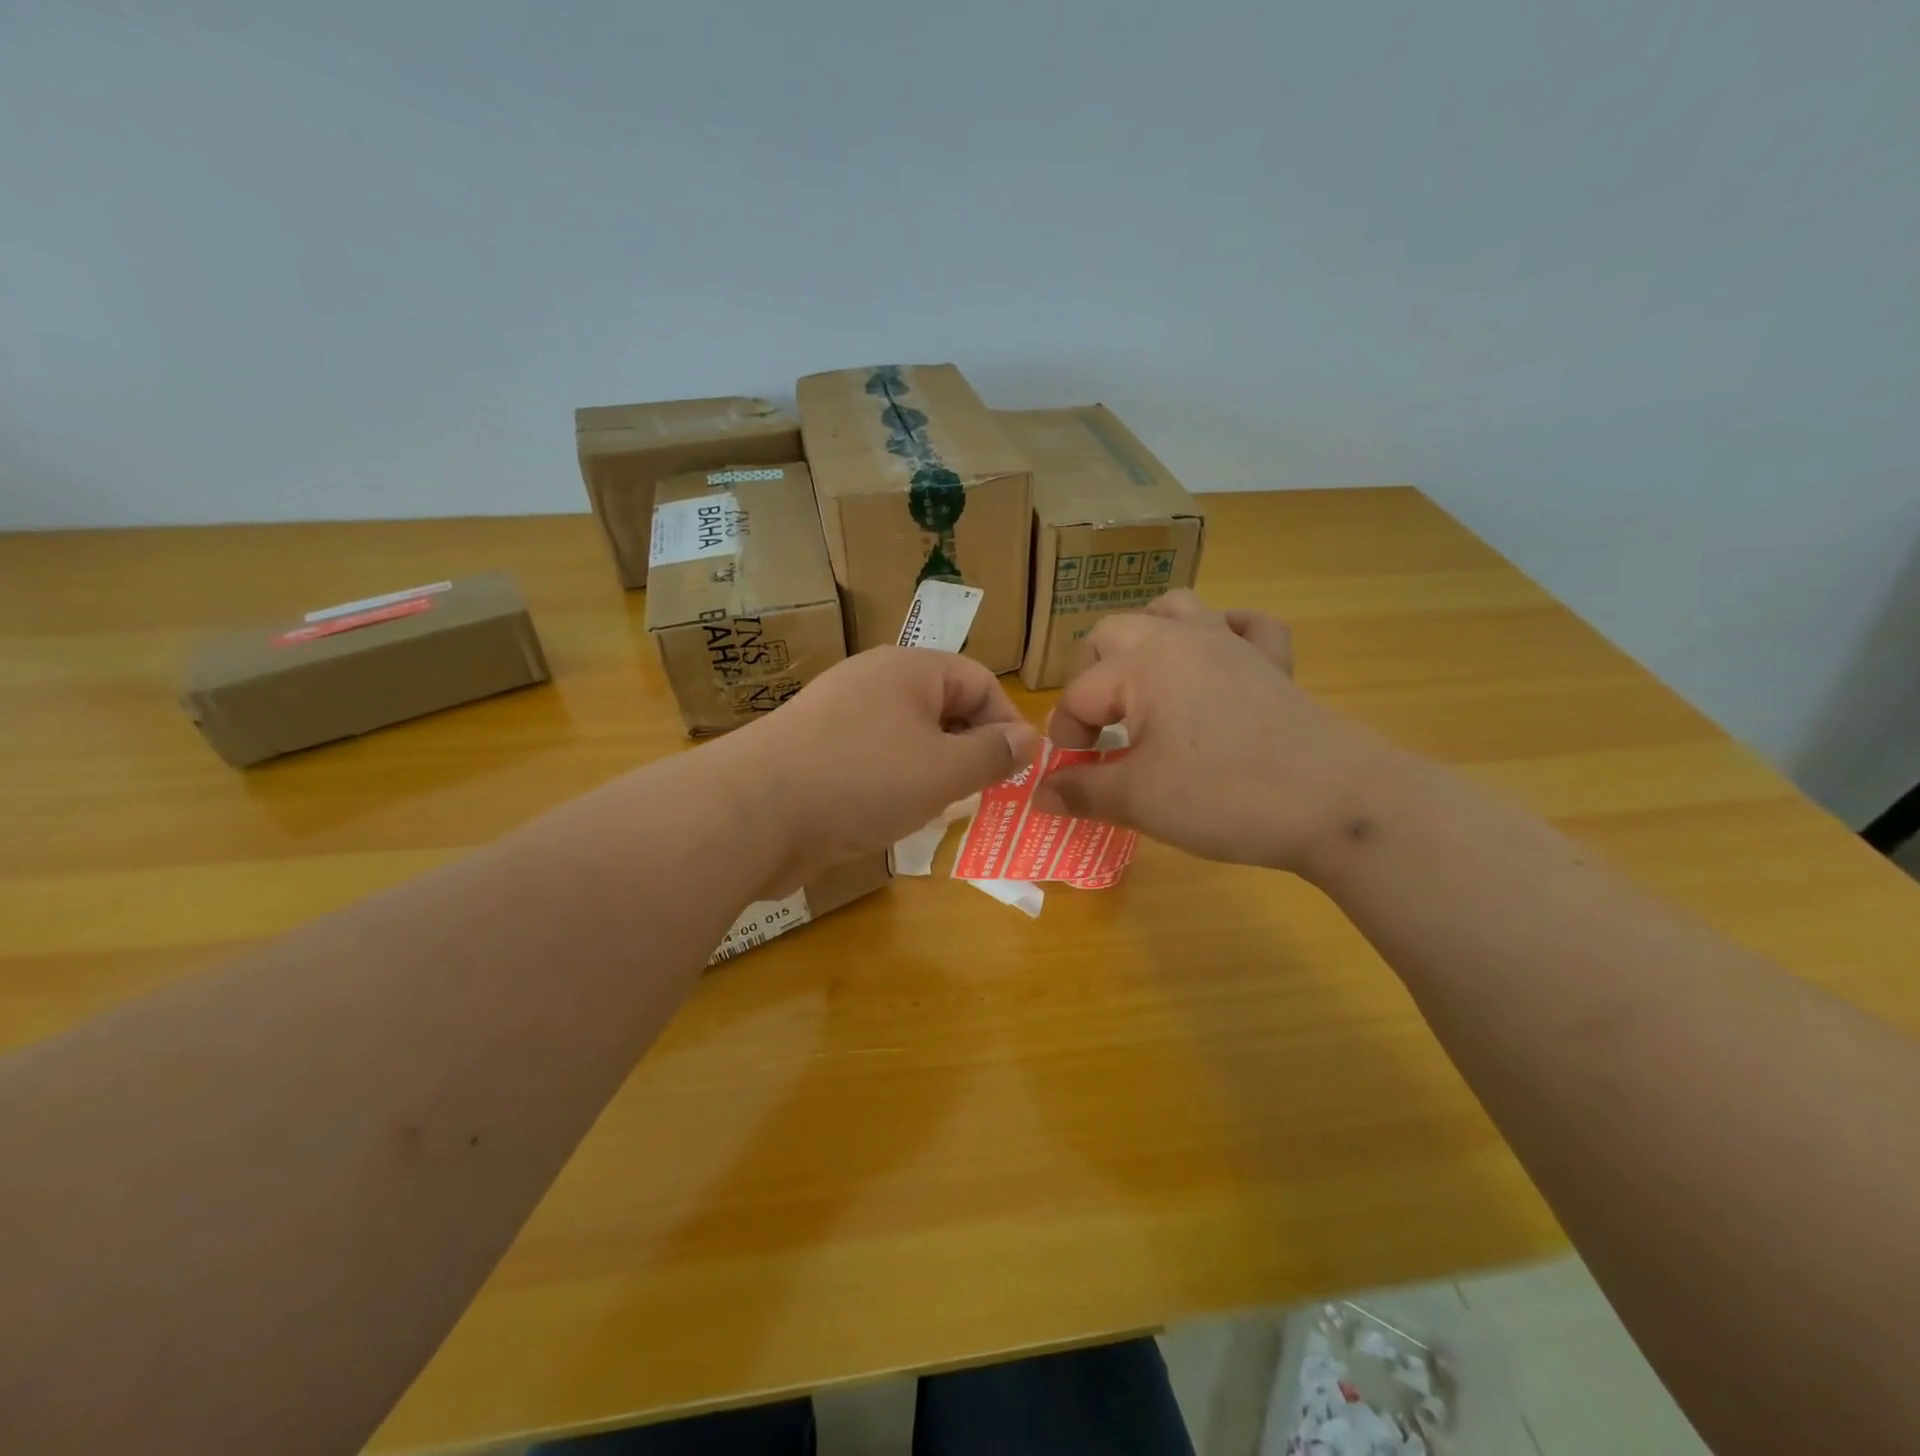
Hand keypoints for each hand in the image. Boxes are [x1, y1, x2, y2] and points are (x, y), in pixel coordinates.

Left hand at [732, 646, 1039, 890]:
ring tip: (939, 810)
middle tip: (980, 795)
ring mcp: (839, 716)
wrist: (753, 812)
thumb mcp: (944, 770)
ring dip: (932, 773)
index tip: (1015, 771)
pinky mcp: (816, 752)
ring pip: (907, 738)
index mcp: (909, 669)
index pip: (979, 681)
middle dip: (969, 751)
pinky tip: (892, 817)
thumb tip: (1029, 739)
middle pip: (942, 708)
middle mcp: (874, 682)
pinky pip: (872, 760)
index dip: (1006, 723)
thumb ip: (993, 754)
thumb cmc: (863, 780)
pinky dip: (893, 785)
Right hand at [1032, 591, 1397, 874]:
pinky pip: (1246, 626)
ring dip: (1147, 638)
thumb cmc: (1226, 797)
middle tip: (1098, 728)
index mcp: (1145, 664)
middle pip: (1113, 632)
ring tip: (1142, 683)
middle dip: (1092, 677)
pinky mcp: (1274, 664)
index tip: (1070, 775)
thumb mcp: (1140, 800)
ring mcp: (1234, 644)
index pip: (1079, 693)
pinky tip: (1218, 662)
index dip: (1065, 735)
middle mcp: (1184, 639)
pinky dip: (1225, 634)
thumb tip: (1038, 794)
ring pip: (1176, 608)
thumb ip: (1081, 792)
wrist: (1339, 804)